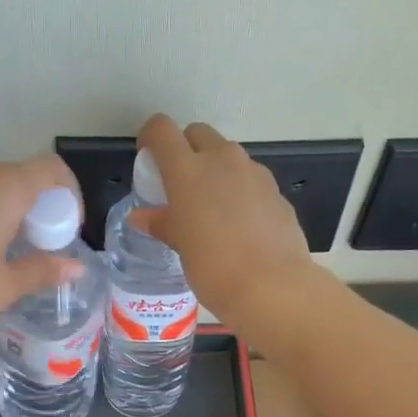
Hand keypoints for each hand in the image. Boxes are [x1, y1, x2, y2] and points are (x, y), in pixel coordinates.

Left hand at [0, 154, 84, 329]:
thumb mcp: (6, 285)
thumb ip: (44, 270)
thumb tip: (77, 268)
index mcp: (6, 188)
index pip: (51, 169)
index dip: (69, 193)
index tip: (67, 225)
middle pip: (21, 174)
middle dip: (38, 202)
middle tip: (38, 240)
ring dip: (6, 203)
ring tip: (4, 241)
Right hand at [131, 114, 316, 327]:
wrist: (271, 286)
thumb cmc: (213, 267)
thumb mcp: (180, 246)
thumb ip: (161, 223)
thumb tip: (141, 217)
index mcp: (188, 170)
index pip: (162, 130)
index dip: (151, 137)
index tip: (148, 158)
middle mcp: (222, 160)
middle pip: (198, 134)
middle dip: (186, 149)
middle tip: (180, 185)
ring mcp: (254, 172)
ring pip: (228, 156)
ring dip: (215, 170)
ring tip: (211, 208)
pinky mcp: (276, 192)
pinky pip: (251, 181)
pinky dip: (239, 192)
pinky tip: (240, 225)